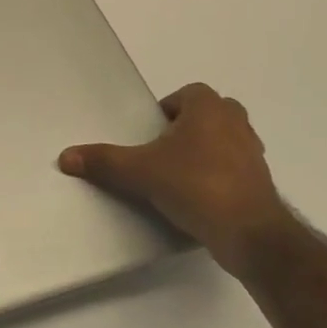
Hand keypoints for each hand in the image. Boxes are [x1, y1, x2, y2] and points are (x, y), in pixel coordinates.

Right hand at [59, 83, 291, 276]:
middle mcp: (237, 123)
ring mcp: (254, 153)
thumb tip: (65, 156)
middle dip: (187, 127)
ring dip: (204, 150)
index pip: (188, 93)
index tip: (151, 131)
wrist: (250, 234)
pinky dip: (218, 175)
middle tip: (162, 149)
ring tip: (177, 174)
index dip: (168, 108)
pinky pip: (234, 168)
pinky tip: (197, 197)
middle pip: (209, 113)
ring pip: (225, 140)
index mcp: (210, 109)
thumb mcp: (140, 172)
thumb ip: (104, 161)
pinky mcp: (261, 182)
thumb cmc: (196, 186)